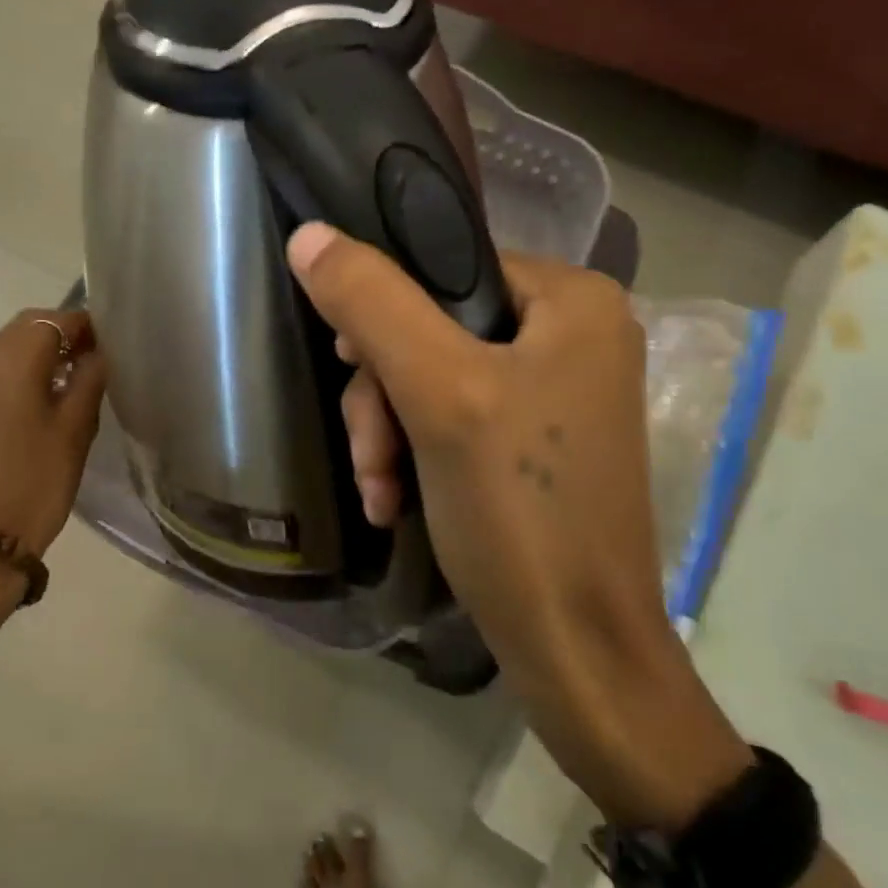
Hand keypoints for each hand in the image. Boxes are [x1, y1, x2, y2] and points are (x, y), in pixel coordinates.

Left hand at [0, 309, 106, 561]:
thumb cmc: (35, 484)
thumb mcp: (75, 431)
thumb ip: (89, 381)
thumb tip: (96, 353)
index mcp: (7, 363)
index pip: (50, 320)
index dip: (82, 324)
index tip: (108, 341)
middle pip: (19, 332)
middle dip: (57, 337)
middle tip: (90, 362)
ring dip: (31, 361)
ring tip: (63, 390)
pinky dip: (8, 386)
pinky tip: (26, 418)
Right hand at [287, 224, 750, 828]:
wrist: (578, 652)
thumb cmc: (520, 510)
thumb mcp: (439, 395)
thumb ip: (374, 304)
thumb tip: (310, 234)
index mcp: (573, 300)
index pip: (446, 266)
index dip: (386, 312)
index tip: (349, 366)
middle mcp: (575, 334)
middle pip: (436, 327)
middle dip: (385, 394)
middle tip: (371, 453)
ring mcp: (558, 393)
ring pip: (436, 378)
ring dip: (391, 433)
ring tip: (379, 492)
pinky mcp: (537, 444)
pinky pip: (456, 420)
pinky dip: (416, 456)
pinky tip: (392, 502)